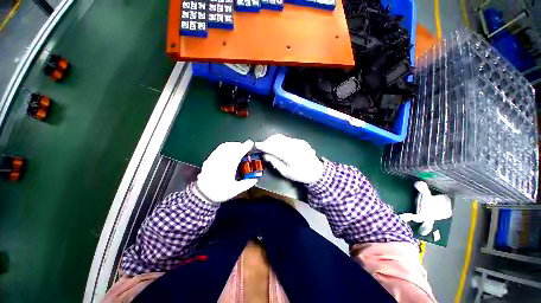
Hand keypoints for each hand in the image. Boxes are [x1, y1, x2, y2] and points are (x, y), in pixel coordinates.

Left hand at [195, 140, 257, 202]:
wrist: (203, 195)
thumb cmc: (220, 192)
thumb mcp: (235, 190)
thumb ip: (246, 184)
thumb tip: (255, 179)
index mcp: (229, 166)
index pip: (238, 152)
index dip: (245, 147)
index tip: (250, 143)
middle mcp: (221, 160)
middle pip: (231, 147)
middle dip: (239, 144)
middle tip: (245, 147)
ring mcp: (214, 159)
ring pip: (223, 146)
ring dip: (232, 144)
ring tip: (237, 147)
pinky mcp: (209, 160)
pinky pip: (217, 149)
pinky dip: (224, 147)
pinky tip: (227, 151)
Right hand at [255, 134, 323, 183]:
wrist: (317, 171)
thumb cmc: (300, 174)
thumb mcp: (286, 172)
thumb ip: (275, 162)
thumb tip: (265, 155)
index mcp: (290, 155)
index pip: (274, 147)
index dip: (264, 145)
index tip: (256, 145)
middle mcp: (294, 145)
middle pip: (277, 139)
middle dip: (267, 142)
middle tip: (263, 147)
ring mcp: (298, 142)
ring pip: (281, 137)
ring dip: (273, 140)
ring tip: (269, 147)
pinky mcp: (300, 141)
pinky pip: (286, 138)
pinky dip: (280, 141)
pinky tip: (278, 146)